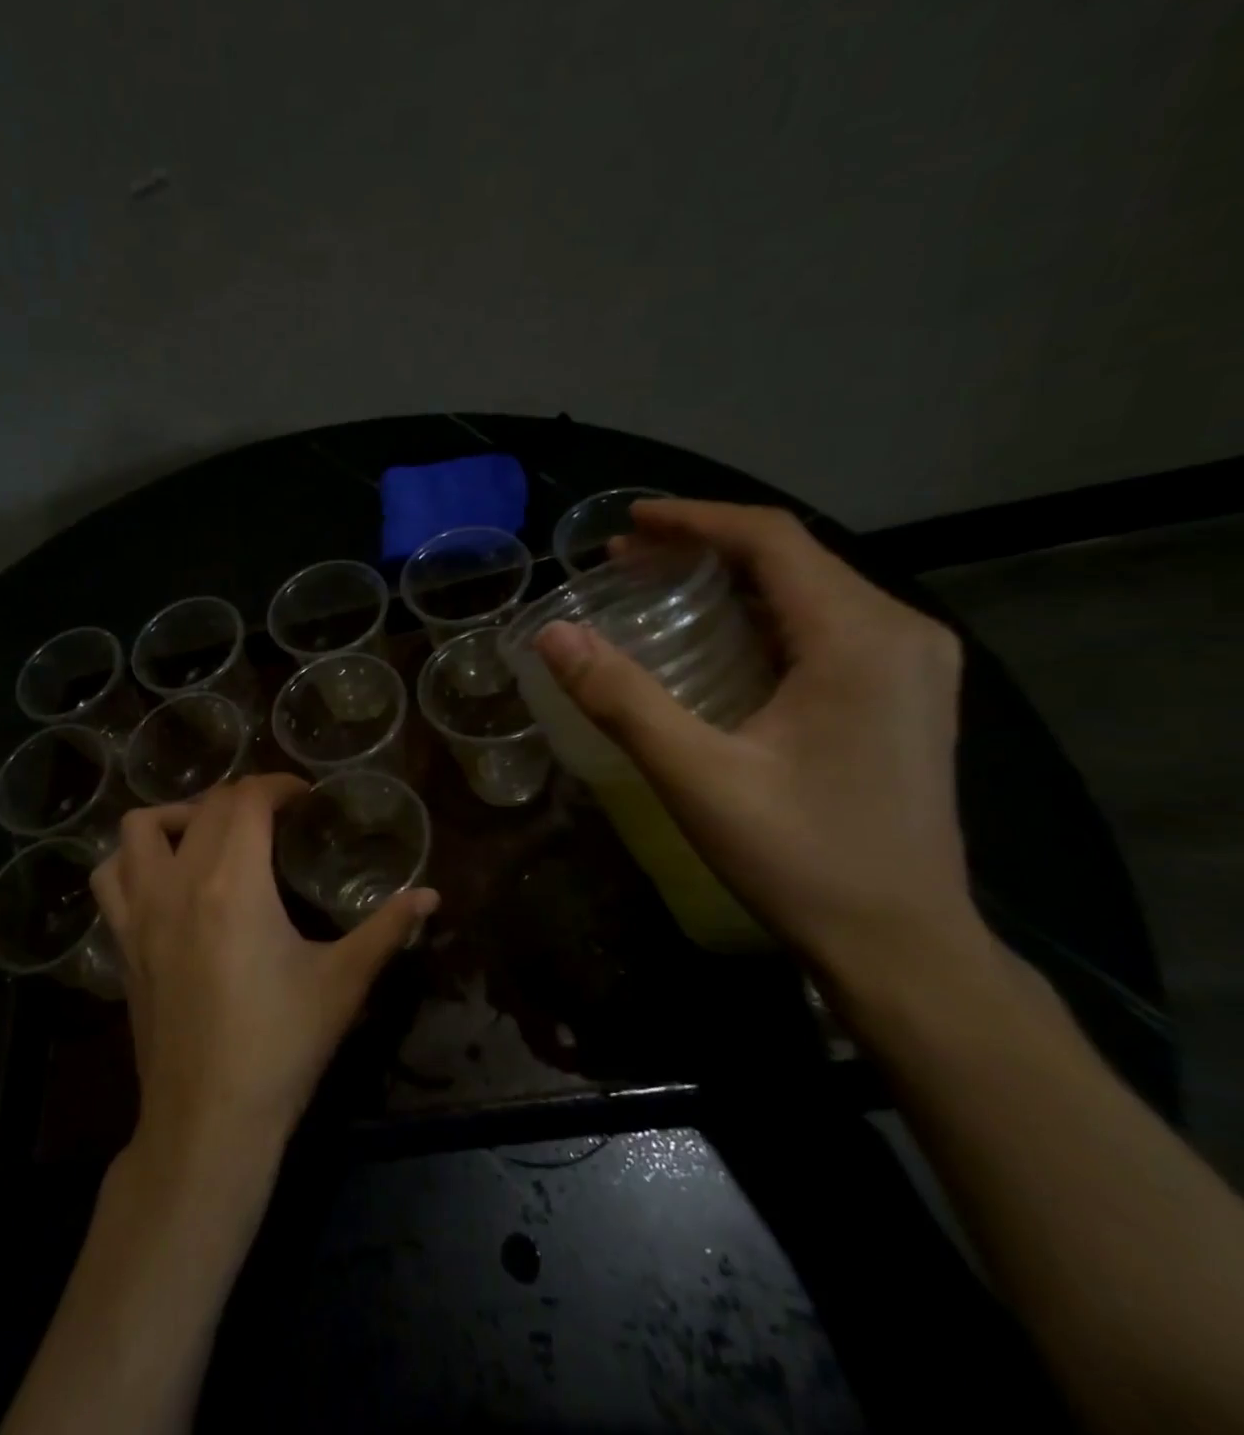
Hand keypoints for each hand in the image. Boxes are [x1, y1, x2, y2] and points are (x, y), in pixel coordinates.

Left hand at [91, 775, 438, 1164]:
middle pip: (206, 807)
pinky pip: (110, 876)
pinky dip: (131, 858)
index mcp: (234, 883)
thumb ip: (387, 929)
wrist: (209, 1119)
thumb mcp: (343, 982)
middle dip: (244, 798)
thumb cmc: (282, 1047)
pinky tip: (162, 876)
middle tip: (276, 817)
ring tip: (210, 834)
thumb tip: (431, 895)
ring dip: (177, 815)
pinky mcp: (122, 941)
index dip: (279, 785)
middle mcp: (179, 882)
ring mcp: (141, 911)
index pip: (249, 800)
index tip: (304, 797)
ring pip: (140, 827)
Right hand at [533, 499, 979, 981]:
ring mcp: (911, 665)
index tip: (626, 522)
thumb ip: (622, 699)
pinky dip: (760, 614)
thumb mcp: (697, 777)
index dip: (693, 520)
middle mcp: (900, 633)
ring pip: (810, 590)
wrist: (903, 944)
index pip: (771, 540)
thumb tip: (553, 635)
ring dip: (731, 580)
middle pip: (792, 559)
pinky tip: (717, 638)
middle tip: (624, 561)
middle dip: (703, 548)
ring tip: (656, 588)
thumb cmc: (801, 858)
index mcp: (859, 638)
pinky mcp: (904, 695)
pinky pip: (825, 625)